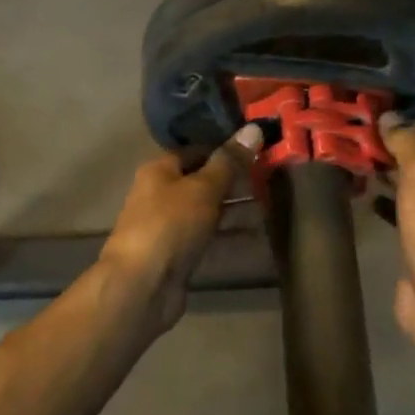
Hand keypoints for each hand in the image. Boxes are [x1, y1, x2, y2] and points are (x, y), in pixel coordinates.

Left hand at [99, 125, 263, 335]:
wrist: (141, 285)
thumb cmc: (170, 225)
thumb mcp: (203, 188)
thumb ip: (229, 162)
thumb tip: (254, 128)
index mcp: (159, 171)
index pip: (196, 151)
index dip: (225, 150)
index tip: (258, 151)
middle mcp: (161, 195)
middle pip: (202, 182)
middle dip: (235, 183)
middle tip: (272, 180)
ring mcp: (169, 228)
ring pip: (208, 212)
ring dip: (236, 211)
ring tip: (273, 208)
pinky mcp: (178, 256)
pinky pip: (208, 240)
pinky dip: (230, 237)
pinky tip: (257, 238)